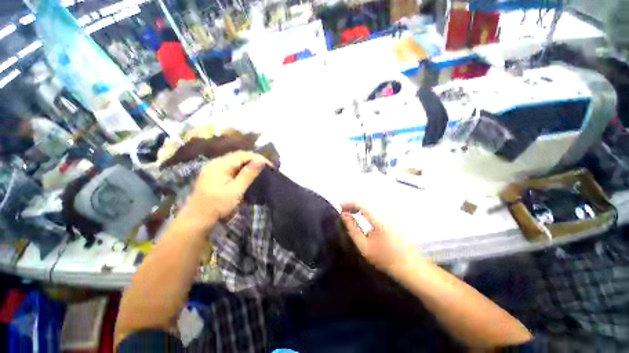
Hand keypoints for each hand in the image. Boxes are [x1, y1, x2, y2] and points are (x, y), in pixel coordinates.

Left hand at [186, 151, 269, 221]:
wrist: (198, 219)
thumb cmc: (217, 206)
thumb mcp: (235, 191)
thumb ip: (248, 175)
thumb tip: (261, 161)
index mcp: (220, 165)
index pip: (243, 155)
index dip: (258, 158)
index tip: (270, 166)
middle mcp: (216, 162)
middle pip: (239, 156)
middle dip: (254, 160)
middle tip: (267, 168)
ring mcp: (214, 168)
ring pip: (235, 160)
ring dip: (249, 164)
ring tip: (260, 170)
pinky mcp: (214, 174)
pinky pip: (231, 166)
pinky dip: (242, 168)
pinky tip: (247, 174)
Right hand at [341, 202, 414, 273]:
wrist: (408, 265)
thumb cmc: (384, 258)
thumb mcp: (364, 246)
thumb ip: (352, 229)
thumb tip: (344, 215)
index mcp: (378, 219)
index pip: (360, 204)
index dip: (348, 203)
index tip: (340, 208)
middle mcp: (385, 213)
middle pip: (366, 202)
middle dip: (353, 204)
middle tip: (344, 211)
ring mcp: (390, 215)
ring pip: (370, 205)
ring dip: (359, 207)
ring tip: (350, 213)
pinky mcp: (392, 218)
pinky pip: (375, 209)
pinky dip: (366, 210)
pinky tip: (361, 215)